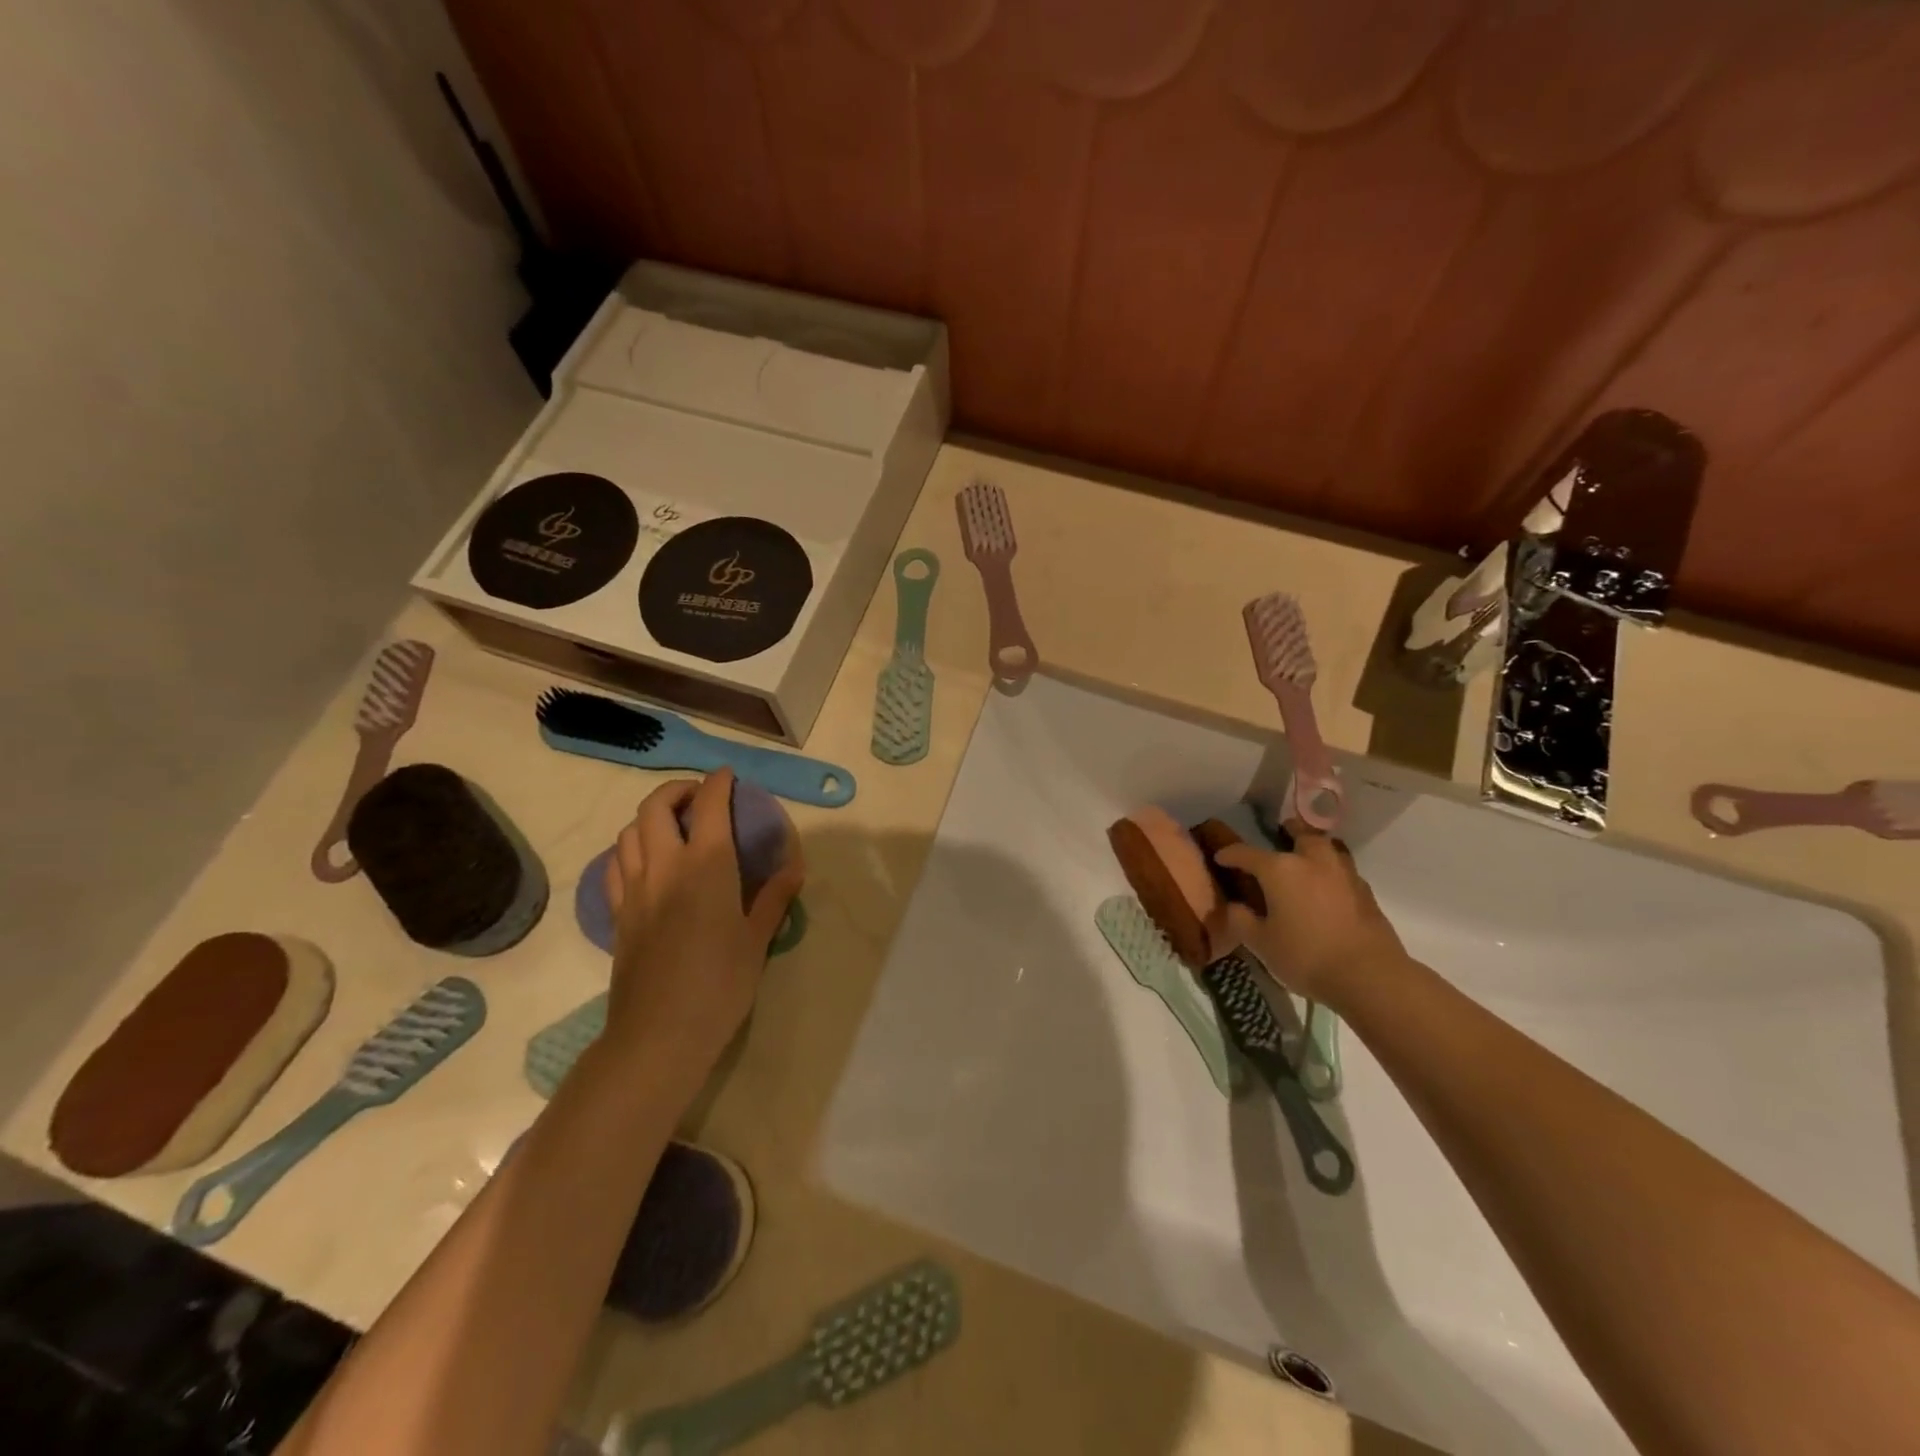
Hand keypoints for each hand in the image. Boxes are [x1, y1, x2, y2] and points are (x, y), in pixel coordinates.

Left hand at [600, 770, 804, 1081]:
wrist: (659, 1034)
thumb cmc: (720, 984)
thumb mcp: (757, 940)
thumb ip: (773, 897)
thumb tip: (794, 866)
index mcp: (706, 866)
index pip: (709, 805)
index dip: (718, 783)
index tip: (728, 776)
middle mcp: (665, 866)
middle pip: (656, 807)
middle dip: (677, 789)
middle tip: (698, 796)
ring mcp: (634, 889)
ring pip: (629, 832)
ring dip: (650, 816)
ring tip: (673, 825)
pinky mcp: (617, 914)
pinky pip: (614, 865)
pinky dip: (629, 849)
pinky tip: (645, 861)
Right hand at [1211, 821, 1405, 1006]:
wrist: (1369, 976)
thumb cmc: (1306, 956)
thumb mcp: (1261, 944)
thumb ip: (1242, 921)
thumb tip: (1235, 907)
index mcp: (1280, 870)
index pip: (1246, 853)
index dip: (1230, 854)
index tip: (1220, 857)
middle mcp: (1312, 861)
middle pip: (1300, 834)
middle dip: (1288, 831)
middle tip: (1279, 835)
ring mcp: (1343, 874)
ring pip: (1327, 848)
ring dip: (1314, 847)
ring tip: (1306, 858)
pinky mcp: (1365, 891)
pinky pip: (1342, 870)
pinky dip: (1331, 871)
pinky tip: (1327, 887)